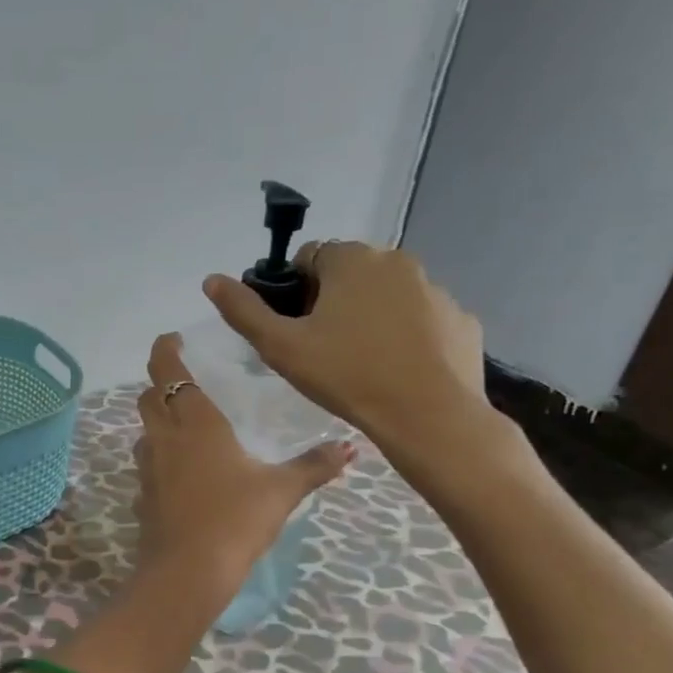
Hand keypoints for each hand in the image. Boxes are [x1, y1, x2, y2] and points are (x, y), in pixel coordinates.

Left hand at [133, 333, 354, 598]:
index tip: (172, 339)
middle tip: (183, 379)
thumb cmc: (234, 519)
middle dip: (160, 382)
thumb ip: (314, 466)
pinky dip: (160, 456)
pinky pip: (147, 464)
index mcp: (194, 423)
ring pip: (145, 430)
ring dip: (158, 419)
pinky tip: (182, 471)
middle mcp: (164, 437)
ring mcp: (147, 467)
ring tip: (186, 423)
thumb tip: (350, 447)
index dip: (165, 350)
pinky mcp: (142, 495)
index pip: (168, 371)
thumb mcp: (281, 490)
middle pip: (148, 397)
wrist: (186, 571)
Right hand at [204, 242, 487, 453]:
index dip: (294, 291)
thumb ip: (243, 310)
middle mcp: (397, 261)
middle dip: (332, 300)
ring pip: (387, 295)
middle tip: (322, 347)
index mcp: (352, 260)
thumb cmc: (346, 375)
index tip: (294, 327)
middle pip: (350, 273)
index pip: (310, 257)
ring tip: (360, 362)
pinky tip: (396, 368)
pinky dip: (406, 334)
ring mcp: (436, 289)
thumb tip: (211, 279)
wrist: (427, 416)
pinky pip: (421, 319)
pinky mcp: (460, 319)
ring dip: (370, 315)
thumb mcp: (281, 346)